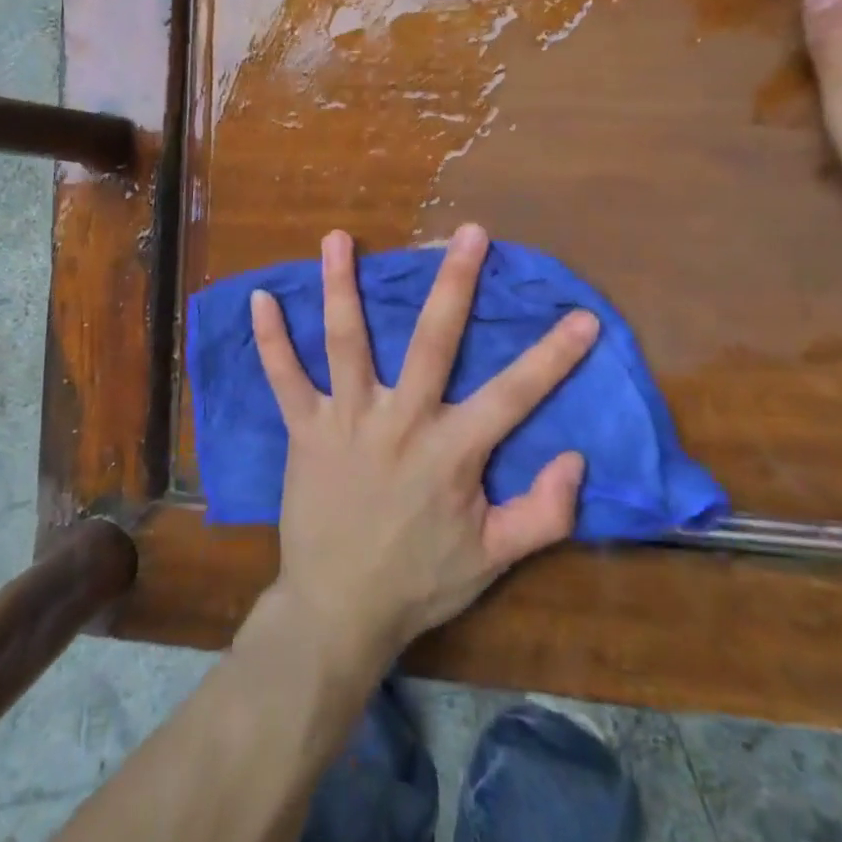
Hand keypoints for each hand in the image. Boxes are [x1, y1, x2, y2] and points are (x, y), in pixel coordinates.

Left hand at [250, 224, 596, 668]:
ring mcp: (348, 420)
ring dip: (342, 287)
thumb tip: (577, 459)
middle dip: (454, 283)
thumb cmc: (419, 581)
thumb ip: (543, 514)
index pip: (514, 394)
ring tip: (338, 238)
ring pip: (347, 342)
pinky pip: (284, 378)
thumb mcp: (493, 559)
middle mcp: (401, 421)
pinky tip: (260, 298)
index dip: (553, 356)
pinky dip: (271, 340)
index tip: (582, 316)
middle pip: (433, 341)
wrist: (338, 610)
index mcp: (452, 451)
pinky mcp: (305, 429)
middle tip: (468, 232)